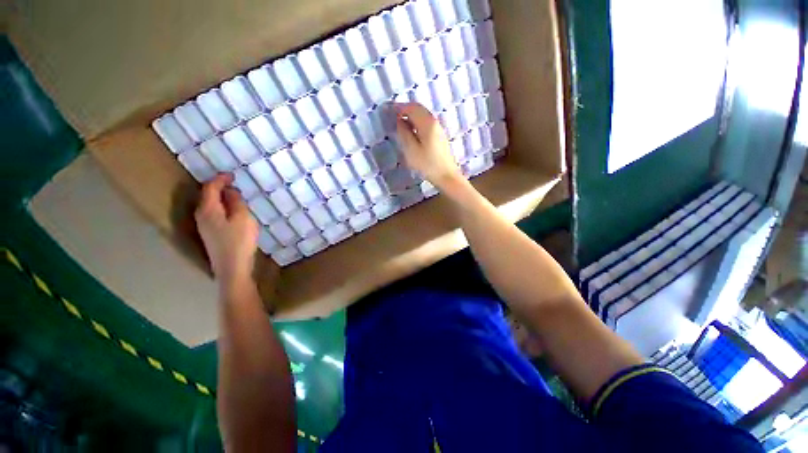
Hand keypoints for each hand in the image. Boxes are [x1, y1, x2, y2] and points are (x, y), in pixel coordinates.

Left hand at [195, 174, 258, 282]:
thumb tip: (230, 191)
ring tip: (236, 197)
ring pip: (210, 207)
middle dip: (219, 188)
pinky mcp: (211, 235)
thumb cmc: (239, 241)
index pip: (210, 188)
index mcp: (208, 210)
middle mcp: (201, 216)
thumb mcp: (242, 218)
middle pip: (207, 197)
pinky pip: (214, 215)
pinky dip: (223, 209)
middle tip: (234, 184)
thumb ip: (236, 202)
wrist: (232, 268)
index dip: (220, 179)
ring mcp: (204, 227)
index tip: (232, 175)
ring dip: (221, 199)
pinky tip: (233, 213)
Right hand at [394, 103, 463, 188]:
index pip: (411, 108)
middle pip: (418, 108)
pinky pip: (426, 122)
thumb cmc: (428, 165)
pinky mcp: (439, 136)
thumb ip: (404, 133)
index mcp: (427, 123)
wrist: (446, 176)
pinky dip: (416, 121)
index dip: (398, 107)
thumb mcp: (411, 150)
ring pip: (422, 115)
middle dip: (404, 109)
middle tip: (392, 115)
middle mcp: (434, 121)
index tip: (387, 110)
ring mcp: (438, 128)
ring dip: (410, 115)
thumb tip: (399, 121)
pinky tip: (411, 131)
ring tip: (399, 123)